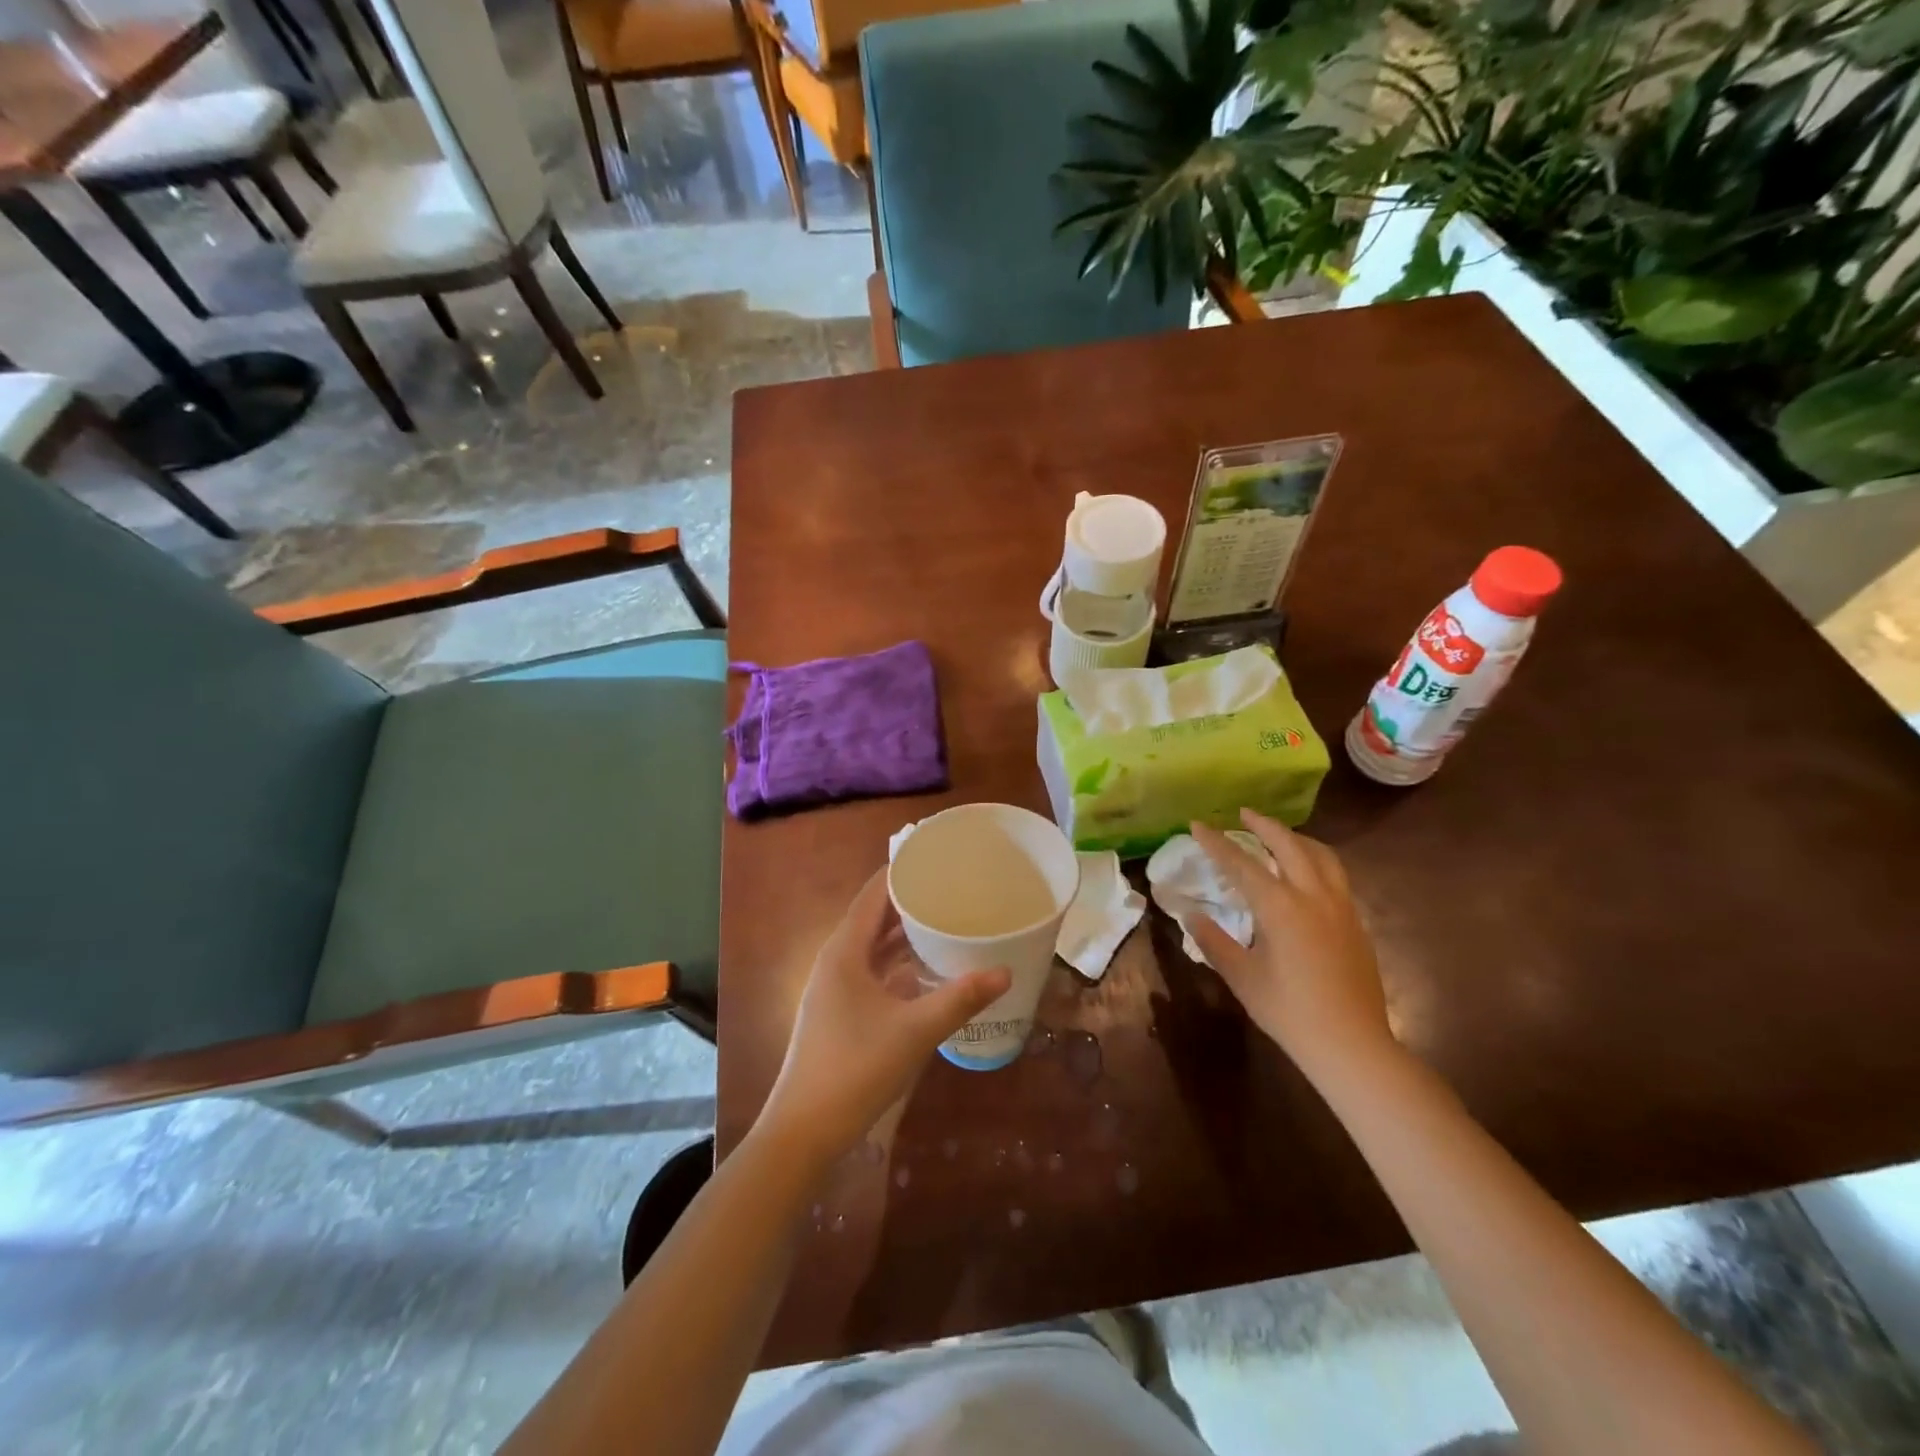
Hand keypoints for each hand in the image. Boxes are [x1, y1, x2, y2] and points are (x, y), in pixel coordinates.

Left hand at [758, 868, 1010, 1168]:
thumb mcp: (915, 1031)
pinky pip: (872, 972)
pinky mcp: (839, 1012)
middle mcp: (836, 960)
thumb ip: (960, 999)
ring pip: (874, 948)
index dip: (902, 871)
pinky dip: (898, 965)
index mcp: (845, 951)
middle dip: (910, 901)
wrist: (803, 1131)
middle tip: (953, 887)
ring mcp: (835, 988)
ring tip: (946, 919)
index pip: (874, 893)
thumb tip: (1005, 972)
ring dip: (905, 934)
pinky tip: (928, 971)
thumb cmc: (855, 1069)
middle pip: (874, 917)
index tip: (937, 856)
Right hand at [1190, 810, 1392, 1078]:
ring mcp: (1341, 906)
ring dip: (1295, 838)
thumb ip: (1214, 941)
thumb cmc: (1290, 1011)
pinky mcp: (1356, 921)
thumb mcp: (1242, 977)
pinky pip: (1335, 874)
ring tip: (1278, 835)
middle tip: (1244, 814)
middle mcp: (1313, 896)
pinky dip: (1316, 859)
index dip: (1216, 843)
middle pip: (1288, 845)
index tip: (1198, 824)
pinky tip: (1306, 872)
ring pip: (1321, 855)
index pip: (1241, 864)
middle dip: (1264, 825)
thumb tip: (1192, 915)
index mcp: (1280, 907)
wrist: (1353, 1045)